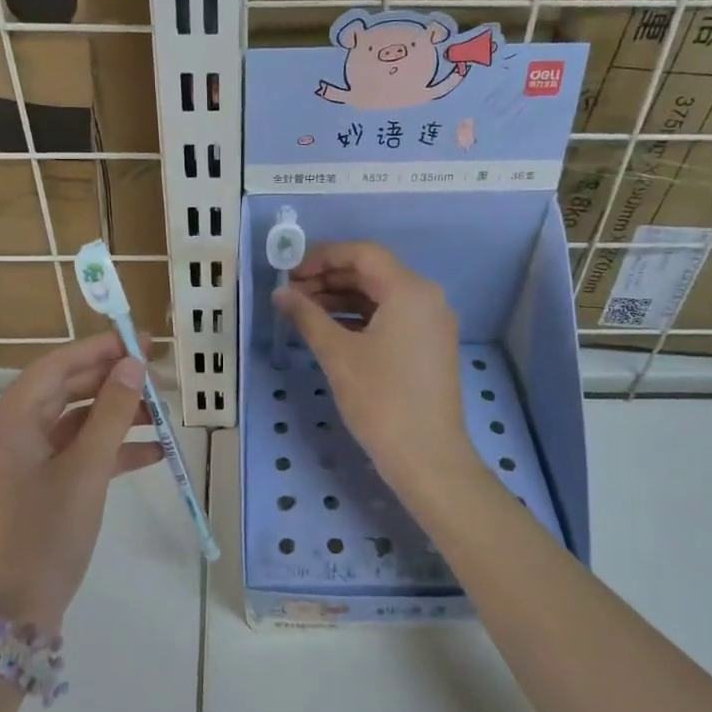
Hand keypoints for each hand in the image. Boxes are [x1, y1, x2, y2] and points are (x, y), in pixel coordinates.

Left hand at [0, 333, 159, 634]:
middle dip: (113, 383)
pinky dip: (110, 449)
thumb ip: (112, 414)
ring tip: (163, 415)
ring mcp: (24, 460)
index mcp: (10, 421)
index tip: (139, 340)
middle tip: (158, 377)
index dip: (98, 349)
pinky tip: (152, 453)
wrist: (11, 616)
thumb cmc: (44, 536)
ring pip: (75, 421)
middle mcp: (12, 432)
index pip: (56, 366)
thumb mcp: (86, 472)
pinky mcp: (39, 485)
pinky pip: (77, 452)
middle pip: (66, 390)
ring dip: (117, 416)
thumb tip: (133, 365)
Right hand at [273, 241, 479, 507]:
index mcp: (410, 290)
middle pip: (372, 272)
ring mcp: (431, 322)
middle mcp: (427, 297)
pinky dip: (359, 317)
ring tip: (302, 311)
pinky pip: (390, 316)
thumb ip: (307, 316)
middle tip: (290, 292)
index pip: (363, 253)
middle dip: (329, 278)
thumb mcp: (338, 355)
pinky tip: (328, 329)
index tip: (289, 270)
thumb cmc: (381, 401)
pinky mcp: (428, 345)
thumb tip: (281, 293)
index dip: (323, 256)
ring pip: (380, 295)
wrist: (428, 458)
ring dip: (341, 298)